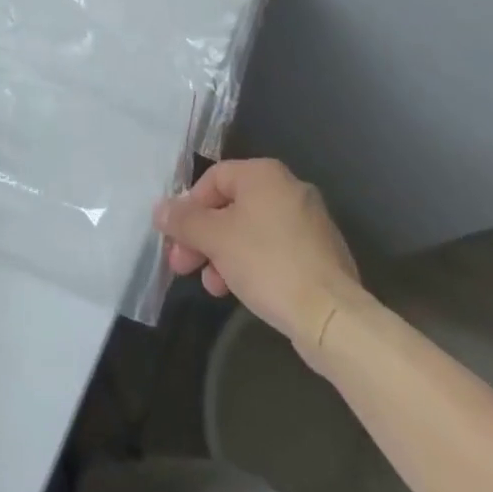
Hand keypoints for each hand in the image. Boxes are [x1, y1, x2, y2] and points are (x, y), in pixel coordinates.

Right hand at [154, 158, 368, 348]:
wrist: (332, 317)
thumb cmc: (268, 263)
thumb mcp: (216, 239)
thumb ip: (184, 221)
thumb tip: (160, 209)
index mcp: (264, 174)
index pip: (214, 178)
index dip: (189, 206)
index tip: (176, 237)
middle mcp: (288, 188)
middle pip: (231, 206)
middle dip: (204, 237)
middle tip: (183, 265)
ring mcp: (309, 222)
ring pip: (252, 231)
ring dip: (224, 255)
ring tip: (212, 286)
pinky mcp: (320, 255)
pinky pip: (275, 251)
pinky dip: (253, 264)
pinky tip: (241, 290)